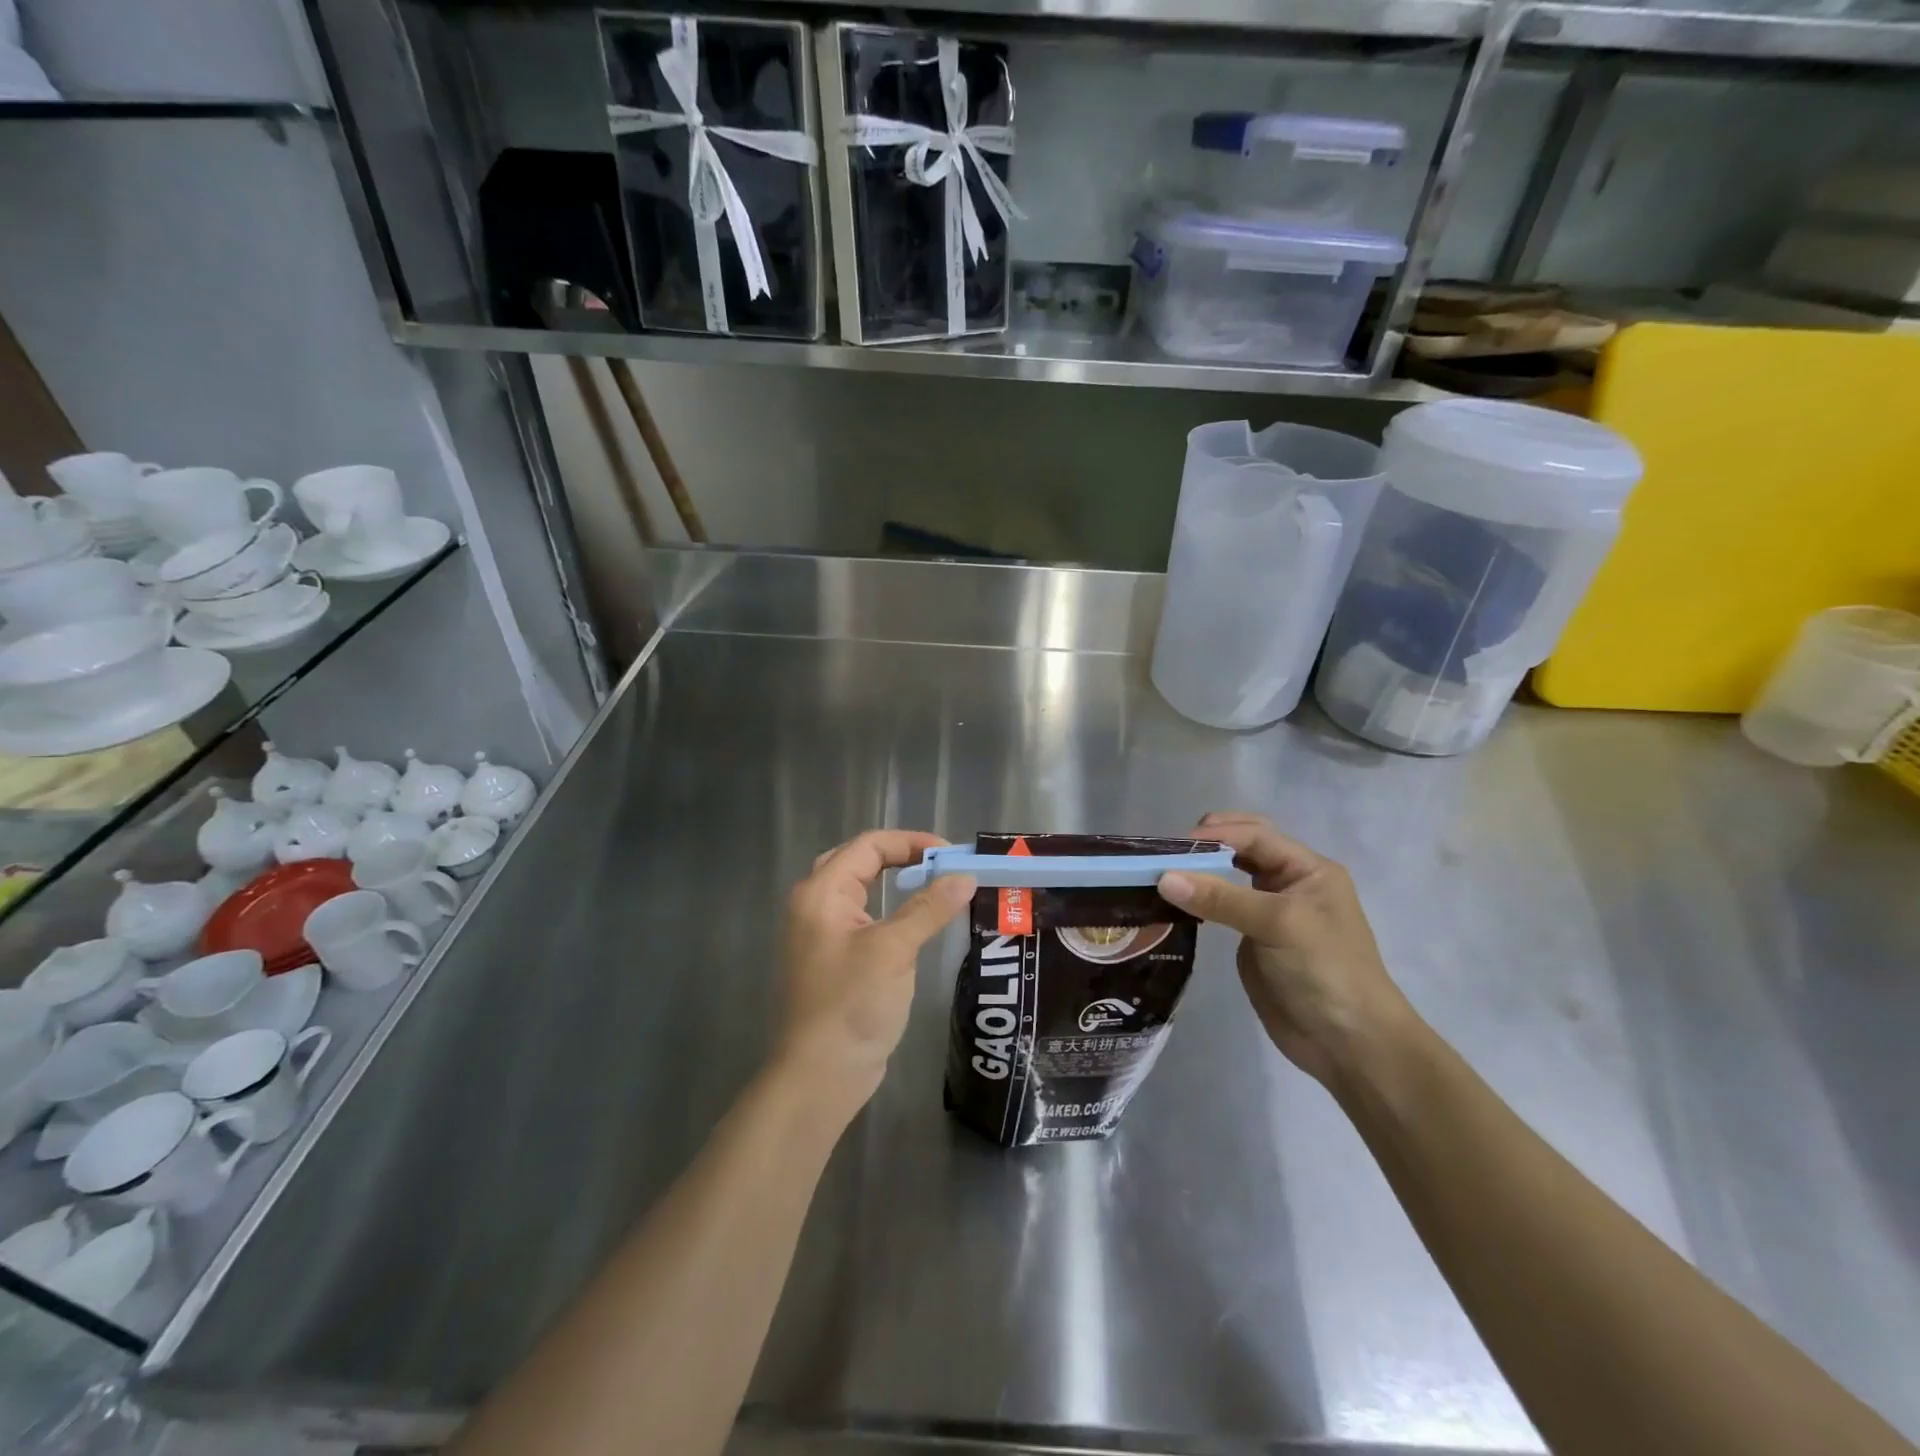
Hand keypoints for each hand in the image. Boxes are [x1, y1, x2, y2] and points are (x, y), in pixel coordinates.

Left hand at [776, 830, 975, 1112]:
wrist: (819, 1075)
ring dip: (898, 882)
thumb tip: (965, 877)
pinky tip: (918, 921)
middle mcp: (816, 905)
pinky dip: (893, 911)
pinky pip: (866, 919)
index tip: (952, 854)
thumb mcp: (893, 950)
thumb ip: (928, 909)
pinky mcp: (836, 959)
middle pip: (862, 861)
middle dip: (903, 857)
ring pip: (863, 890)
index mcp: (821, 893)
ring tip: (937, 885)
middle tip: (944, 865)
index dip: (911, 842)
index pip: (868, 846)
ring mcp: (823, 934)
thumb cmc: (851, 1005)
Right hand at [1158, 811, 1413, 1089]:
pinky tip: (1175, 903)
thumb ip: (1222, 898)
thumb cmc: (1325, 971)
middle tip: (1169, 856)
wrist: (1349, 1044)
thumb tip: (1164, 878)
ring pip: (1229, 876)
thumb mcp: (1278, 925)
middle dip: (1207, 845)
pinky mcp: (1253, 938)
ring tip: (1162, 875)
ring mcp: (1270, 911)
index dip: (1216, 835)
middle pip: (1243, 848)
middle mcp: (1289, 883)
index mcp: (1308, 870)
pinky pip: (1221, 907)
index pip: (1255, 836)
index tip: (1174, 848)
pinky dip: (1199, 900)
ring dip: (1200, 872)